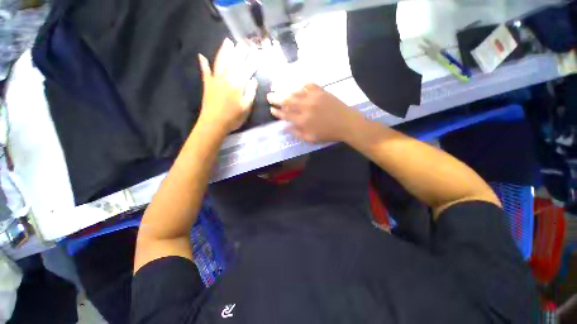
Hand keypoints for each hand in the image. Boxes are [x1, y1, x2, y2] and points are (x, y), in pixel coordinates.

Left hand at [197, 38, 257, 134]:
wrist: (214, 124)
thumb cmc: (233, 118)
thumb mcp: (246, 108)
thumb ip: (250, 93)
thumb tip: (253, 80)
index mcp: (237, 85)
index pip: (246, 70)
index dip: (252, 63)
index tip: (256, 55)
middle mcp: (226, 79)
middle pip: (234, 62)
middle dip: (239, 52)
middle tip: (243, 43)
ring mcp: (215, 80)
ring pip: (220, 62)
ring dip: (224, 51)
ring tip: (227, 42)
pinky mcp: (207, 85)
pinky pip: (205, 72)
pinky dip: (203, 64)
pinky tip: (201, 56)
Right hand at [267, 84, 360, 142]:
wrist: (346, 123)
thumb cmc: (328, 133)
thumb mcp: (311, 139)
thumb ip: (297, 133)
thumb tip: (285, 127)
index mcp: (303, 121)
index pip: (286, 115)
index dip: (277, 112)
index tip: (271, 109)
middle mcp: (305, 107)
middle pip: (287, 101)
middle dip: (276, 98)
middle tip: (269, 96)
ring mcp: (313, 97)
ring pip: (295, 92)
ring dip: (285, 89)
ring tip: (276, 87)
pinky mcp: (321, 91)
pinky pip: (308, 85)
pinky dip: (301, 84)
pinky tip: (297, 86)